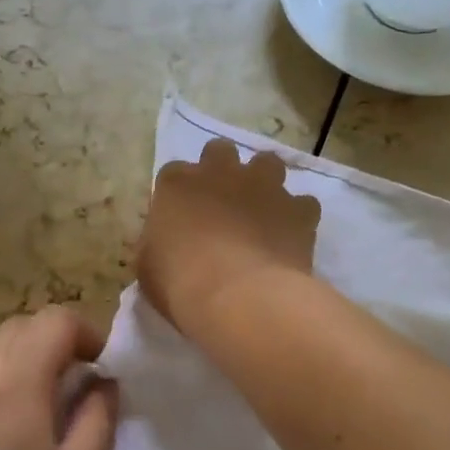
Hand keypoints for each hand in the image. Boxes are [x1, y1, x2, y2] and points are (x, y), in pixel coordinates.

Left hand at [0, 307, 118, 449]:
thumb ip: (99, 417)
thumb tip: (102, 381)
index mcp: (16, 391)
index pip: (52, 322)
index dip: (86, 332)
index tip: (102, 366)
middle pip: (19, 326)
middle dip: (55, 338)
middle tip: (79, 378)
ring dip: (26, 356)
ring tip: (48, 401)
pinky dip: (1, 379)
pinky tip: (13, 427)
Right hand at [138, 138, 320, 333]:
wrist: (239, 298)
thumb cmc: (180, 283)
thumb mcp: (147, 265)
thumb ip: (155, 242)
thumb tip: (163, 241)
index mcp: (177, 183)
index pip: (174, 173)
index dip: (180, 194)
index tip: (181, 217)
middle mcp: (221, 172)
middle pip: (221, 151)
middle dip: (222, 170)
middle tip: (222, 203)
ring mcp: (264, 186)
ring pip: (268, 163)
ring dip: (264, 182)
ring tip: (261, 211)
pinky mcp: (298, 209)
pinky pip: (302, 204)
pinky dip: (297, 217)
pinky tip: (291, 238)